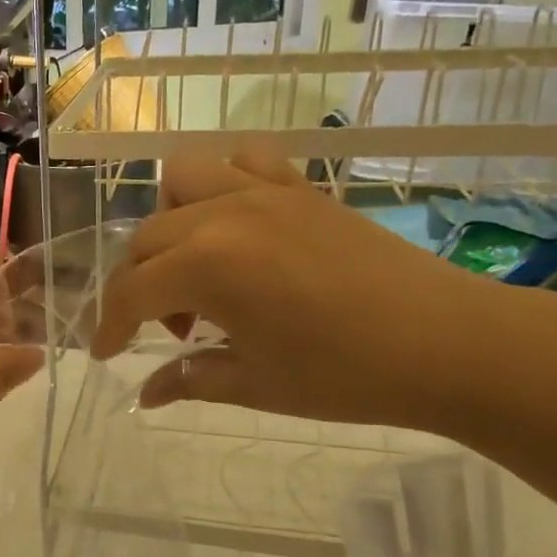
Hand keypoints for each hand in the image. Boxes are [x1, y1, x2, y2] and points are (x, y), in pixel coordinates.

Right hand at [91, 154, 519, 428]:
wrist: (449, 344)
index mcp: (206, 267)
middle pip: (146, 239)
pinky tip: (239, 224)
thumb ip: (188, 380)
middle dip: (140, 286)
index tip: (107, 354)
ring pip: (182, 180)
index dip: (110, 326)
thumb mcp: (255, 385)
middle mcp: (223, 216)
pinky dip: (226, 183)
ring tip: (197, 265)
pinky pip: (244, 160)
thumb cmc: (345, 375)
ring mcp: (264, 192)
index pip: (129, 293)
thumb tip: (145, 396)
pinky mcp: (301, 187)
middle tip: (175, 331)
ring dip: (171, 222)